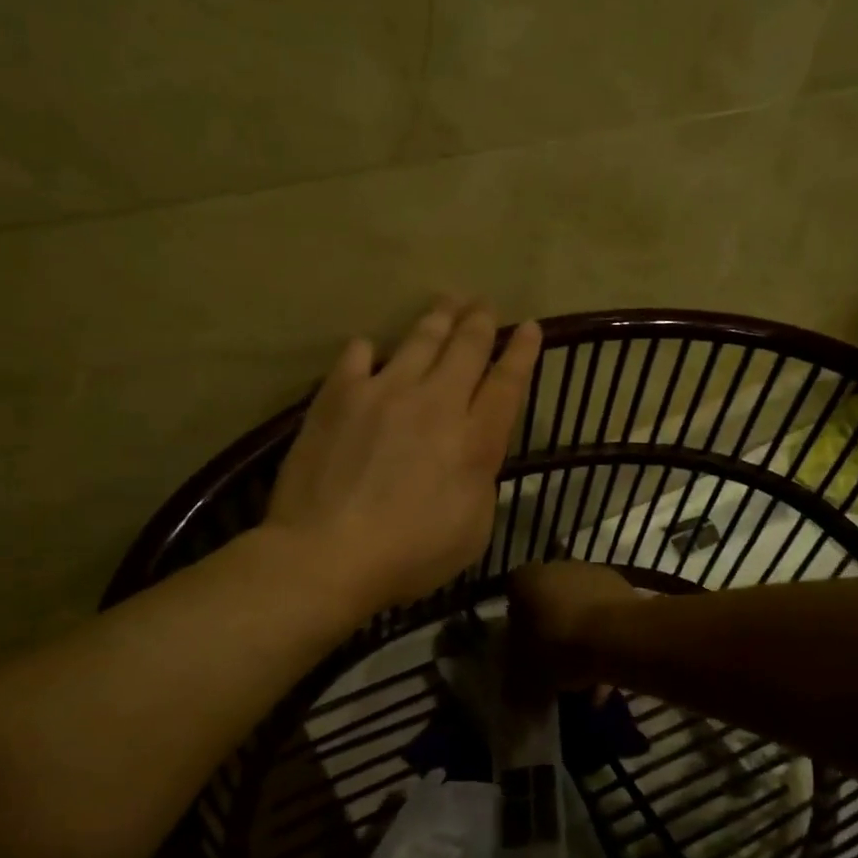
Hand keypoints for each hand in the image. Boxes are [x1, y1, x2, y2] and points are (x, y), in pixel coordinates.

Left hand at [265, 300, 543, 615]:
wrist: (328, 552)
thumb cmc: (408, 555)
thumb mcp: (472, 530)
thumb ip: (480, 481)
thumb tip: (474, 454)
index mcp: (474, 440)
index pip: (507, 383)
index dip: (522, 353)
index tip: (530, 327)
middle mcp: (435, 403)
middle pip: (466, 348)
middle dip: (481, 322)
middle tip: (485, 305)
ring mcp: (384, 392)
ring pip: (419, 340)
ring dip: (438, 318)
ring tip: (447, 301)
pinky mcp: (339, 395)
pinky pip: (358, 356)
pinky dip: (368, 349)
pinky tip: (369, 346)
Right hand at [507, 560, 639, 692]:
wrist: (618, 636)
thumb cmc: (559, 647)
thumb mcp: (524, 673)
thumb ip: (515, 680)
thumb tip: (513, 692)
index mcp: (524, 579)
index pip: (512, 600)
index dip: (517, 628)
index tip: (526, 653)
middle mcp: (555, 566)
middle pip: (547, 602)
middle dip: (551, 630)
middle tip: (555, 663)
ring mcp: (590, 572)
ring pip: (578, 608)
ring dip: (580, 635)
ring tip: (587, 674)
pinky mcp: (621, 585)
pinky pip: (604, 614)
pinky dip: (604, 636)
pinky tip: (609, 667)